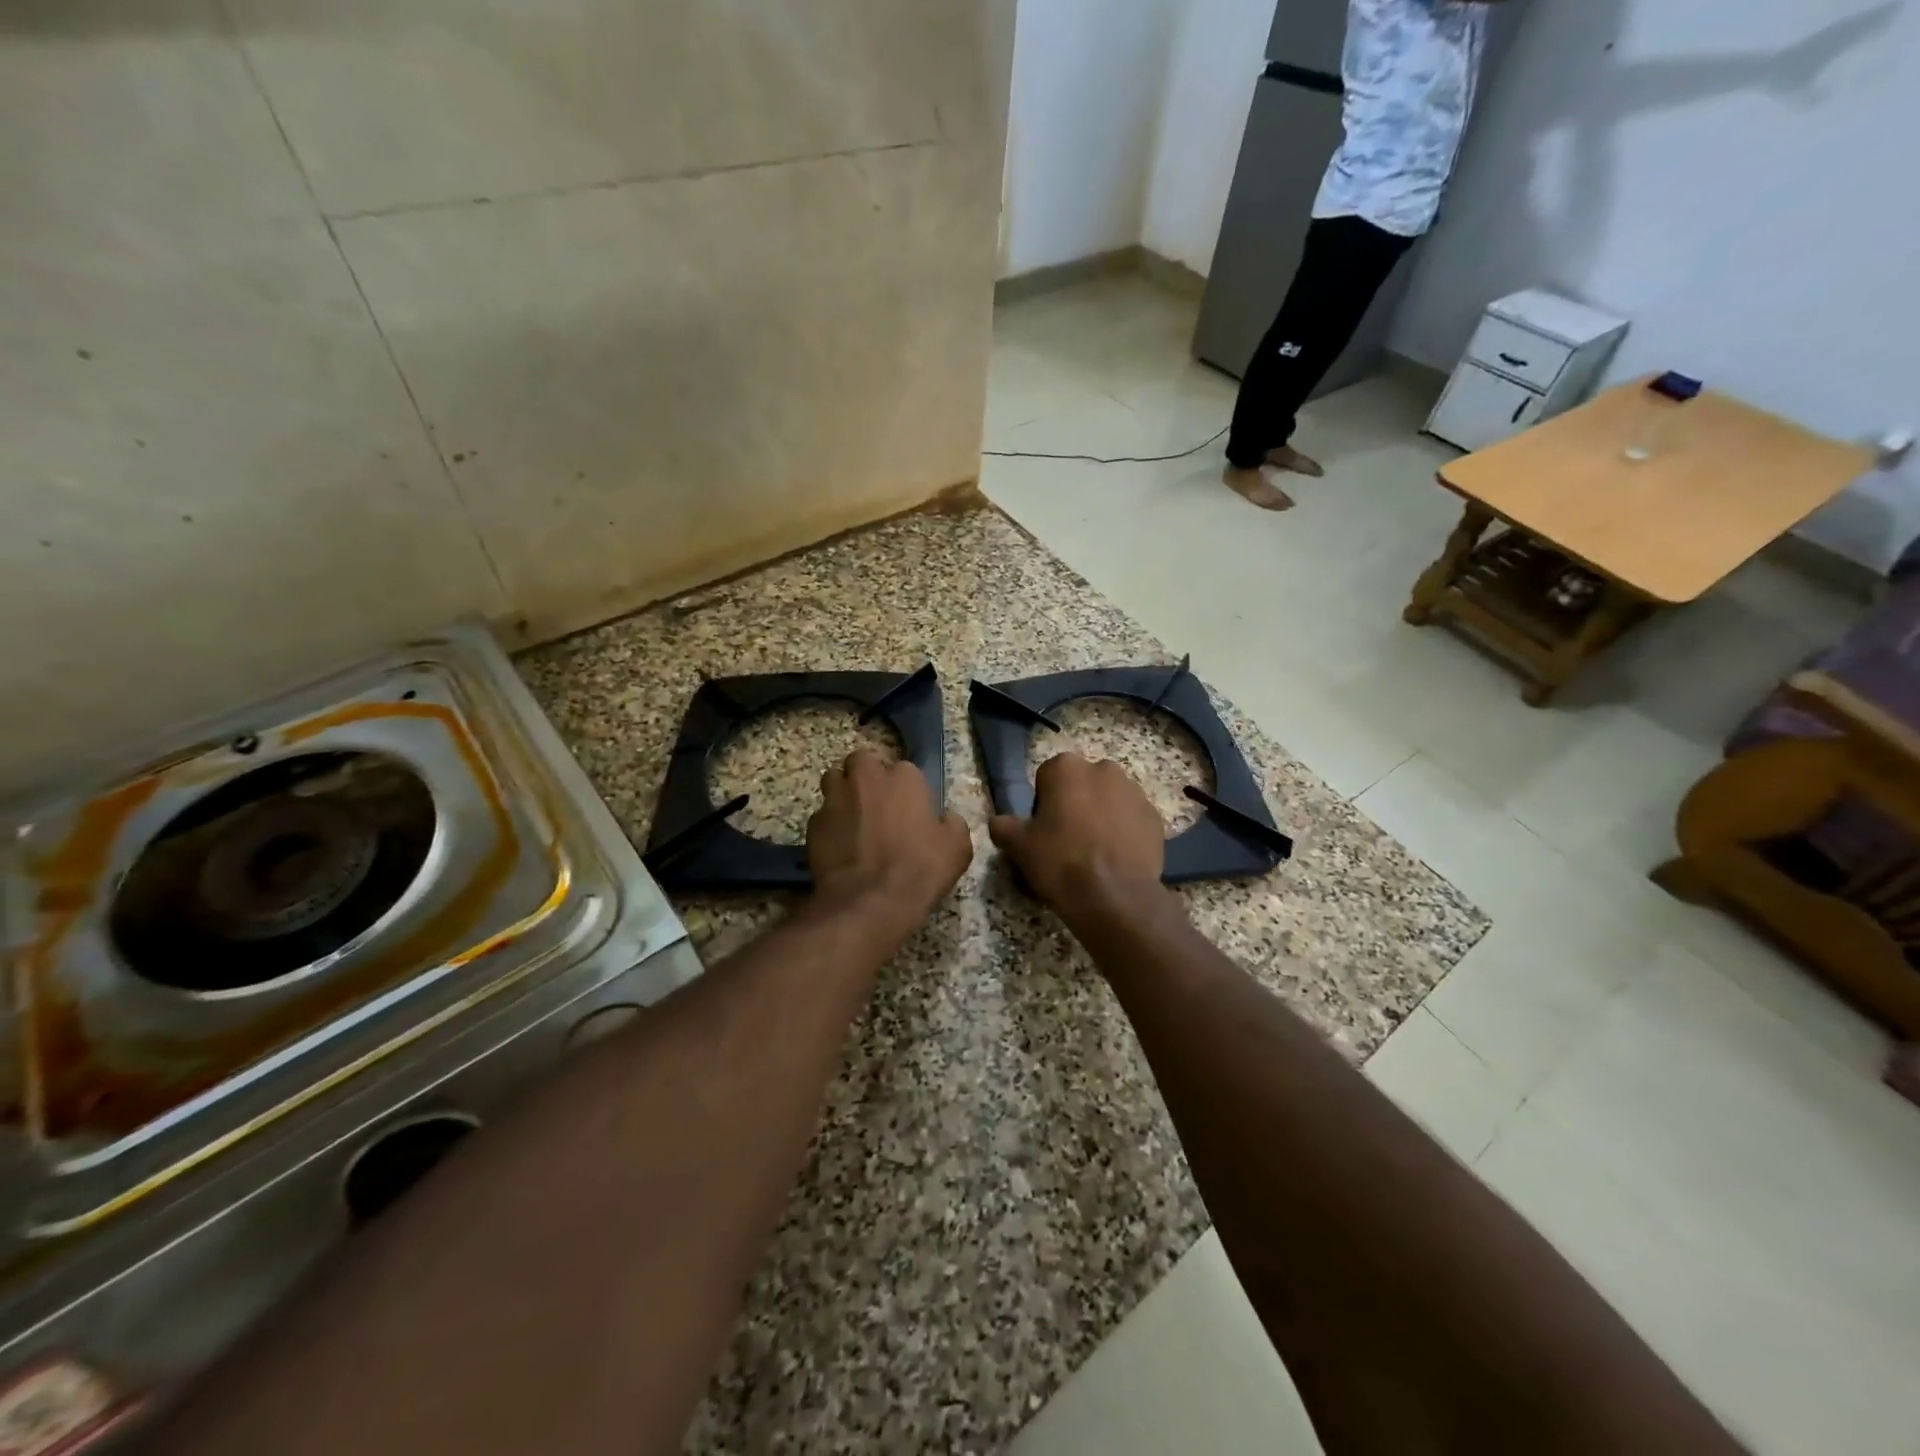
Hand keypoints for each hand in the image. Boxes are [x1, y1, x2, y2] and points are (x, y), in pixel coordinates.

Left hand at [806, 750, 972, 933]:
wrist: (870, 902)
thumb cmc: (919, 869)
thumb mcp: (957, 848)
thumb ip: (952, 824)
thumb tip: (947, 819)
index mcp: (904, 778)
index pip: (904, 769)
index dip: (906, 789)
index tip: (909, 808)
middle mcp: (866, 779)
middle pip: (861, 762)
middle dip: (866, 776)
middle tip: (876, 803)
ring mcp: (835, 799)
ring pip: (833, 780)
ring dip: (843, 793)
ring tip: (853, 818)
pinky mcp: (813, 824)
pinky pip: (821, 816)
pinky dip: (829, 826)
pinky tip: (839, 847)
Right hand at [988, 754, 1166, 918]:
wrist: (1114, 895)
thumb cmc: (1060, 861)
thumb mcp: (1019, 846)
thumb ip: (1004, 827)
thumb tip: (998, 822)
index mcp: (1066, 767)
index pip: (1047, 777)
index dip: (1043, 805)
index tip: (1043, 830)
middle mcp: (1103, 769)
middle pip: (1082, 785)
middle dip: (1075, 805)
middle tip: (1067, 841)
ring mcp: (1134, 792)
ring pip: (1110, 800)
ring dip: (1101, 817)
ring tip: (1094, 853)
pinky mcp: (1155, 817)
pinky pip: (1132, 820)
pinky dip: (1124, 833)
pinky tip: (1116, 859)